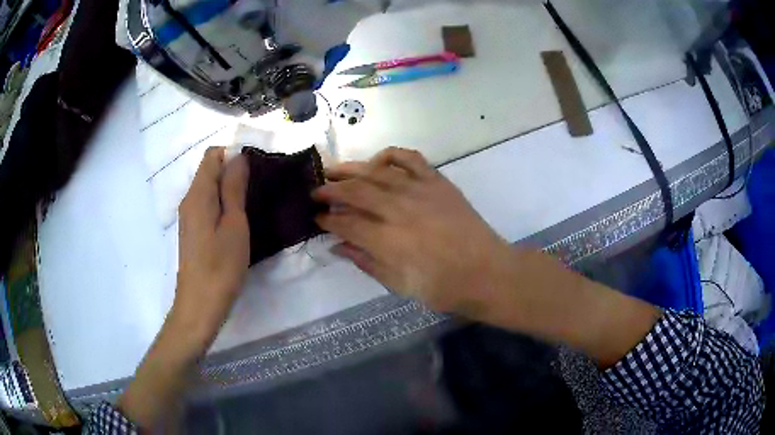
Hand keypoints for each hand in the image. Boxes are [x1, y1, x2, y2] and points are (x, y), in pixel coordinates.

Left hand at [173, 147, 249, 351]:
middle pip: (209, 171)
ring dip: (229, 189)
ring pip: (209, 188)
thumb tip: (238, 157)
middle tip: (258, 188)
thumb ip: (234, 188)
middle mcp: (189, 199)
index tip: (255, 169)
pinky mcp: (192, 230)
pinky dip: (221, 204)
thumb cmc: (220, 266)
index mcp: (198, 194)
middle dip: (233, 171)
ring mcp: (188, 216)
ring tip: (252, 203)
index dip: (233, 155)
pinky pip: (206, 205)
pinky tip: (237, 220)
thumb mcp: (234, 225)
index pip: (212, 155)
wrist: (200, 304)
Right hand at [312, 147, 512, 312]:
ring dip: (351, 169)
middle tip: (315, 192)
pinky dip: (391, 155)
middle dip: (330, 190)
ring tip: (333, 170)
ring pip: (377, 171)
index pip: (346, 223)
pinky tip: (377, 161)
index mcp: (389, 241)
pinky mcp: (438, 182)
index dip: (327, 220)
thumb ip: (366, 263)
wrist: (487, 272)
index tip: (316, 218)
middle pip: (355, 192)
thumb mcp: (400, 285)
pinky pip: (410, 158)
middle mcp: (400, 210)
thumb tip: (338, 247)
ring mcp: (420, 191)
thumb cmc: (444, 287)